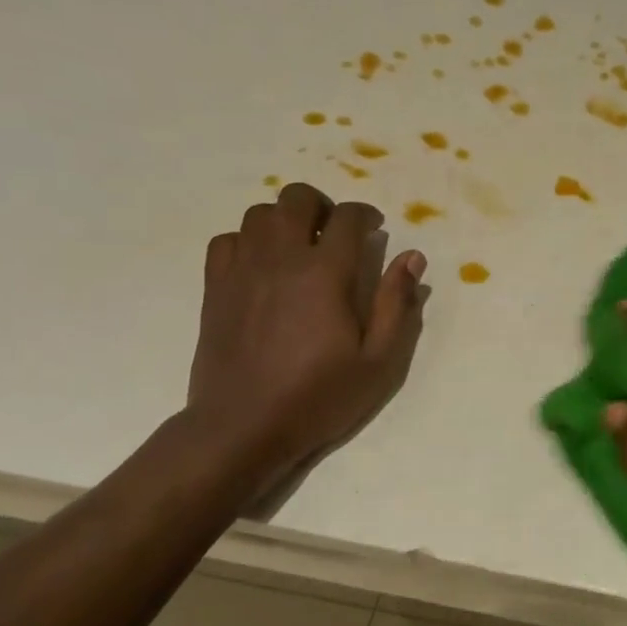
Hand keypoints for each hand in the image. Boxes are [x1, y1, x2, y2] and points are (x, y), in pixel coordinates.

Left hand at [186, 184, 426, 465]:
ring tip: (300, 246)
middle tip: (336, 233)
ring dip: (285, 219)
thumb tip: (411, 257)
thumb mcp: (378, 362)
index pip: (347, 218)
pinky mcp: (215, 287)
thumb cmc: (319, 397)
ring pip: (259, 213)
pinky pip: (227, 239)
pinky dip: (249, 240)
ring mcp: (242, 270)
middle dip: (322, 206)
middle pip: (297, 199)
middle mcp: (280, 259)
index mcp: (325, 274)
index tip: (374, 229)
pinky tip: (262, 265)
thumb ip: (396, 305)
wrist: (244, 426)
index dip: (365, 215)